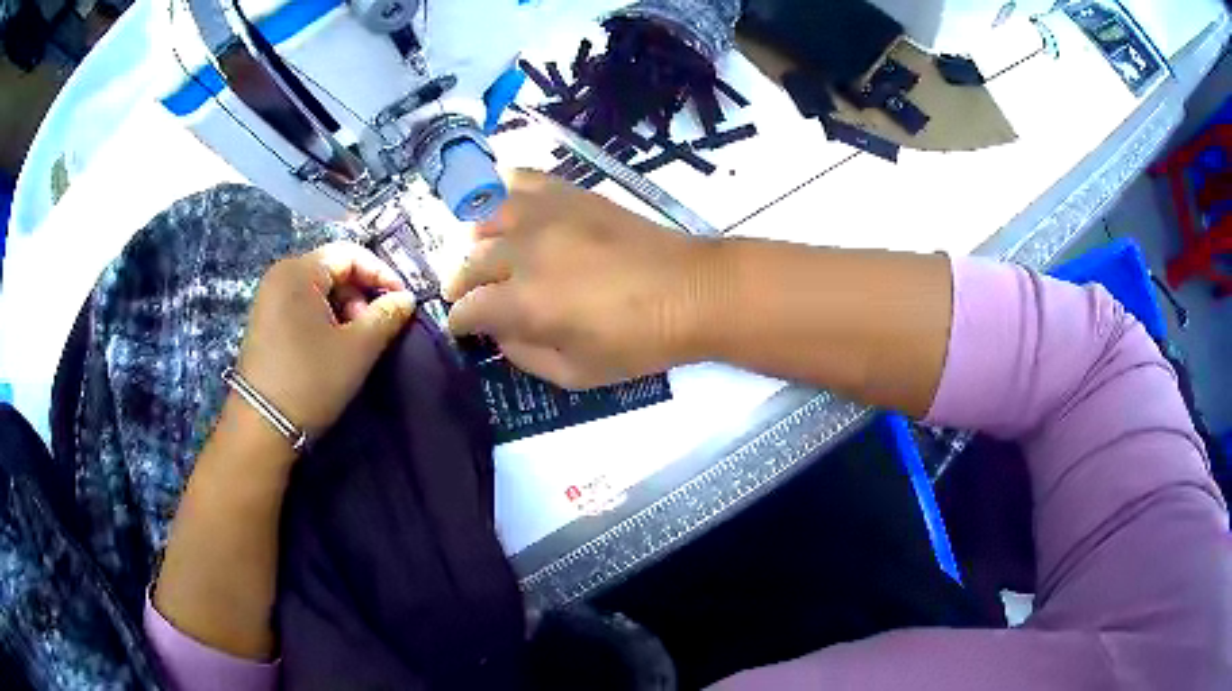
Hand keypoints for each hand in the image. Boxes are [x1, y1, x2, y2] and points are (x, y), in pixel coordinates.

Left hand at [236, 242, 415, 440]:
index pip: (350, 254)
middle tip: (376, 328)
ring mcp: (268, 298)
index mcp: (299, 271)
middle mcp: (280, 274)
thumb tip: (406, 298)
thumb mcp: (358, 348)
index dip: (381, 274)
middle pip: (333, 269)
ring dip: (345, 309)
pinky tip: (332, 347)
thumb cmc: (311, 380)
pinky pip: (303, 305)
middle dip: (361, 295)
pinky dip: (324, 318)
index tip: (403, 301)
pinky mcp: (265, 320)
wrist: (261, 426)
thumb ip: (387, 316)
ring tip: (355, 342)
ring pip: (319, 289)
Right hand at [444, 171, 719, 388]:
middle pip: (471, 262)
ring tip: (486, 254)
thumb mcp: (576, 373)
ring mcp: (547, 215)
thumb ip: (525, 355)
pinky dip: (502, 192)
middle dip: (462, 284)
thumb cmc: (639, 342)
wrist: (692, 291)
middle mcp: (525, 252)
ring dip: (477, 240)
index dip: (459, 321)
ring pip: (486, 218)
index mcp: (525, 303)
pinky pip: (521, 182)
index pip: (468, 308)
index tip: (463, 327)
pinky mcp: (570, 195)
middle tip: (470, 296)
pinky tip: (505, 208)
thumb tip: (499, 332)